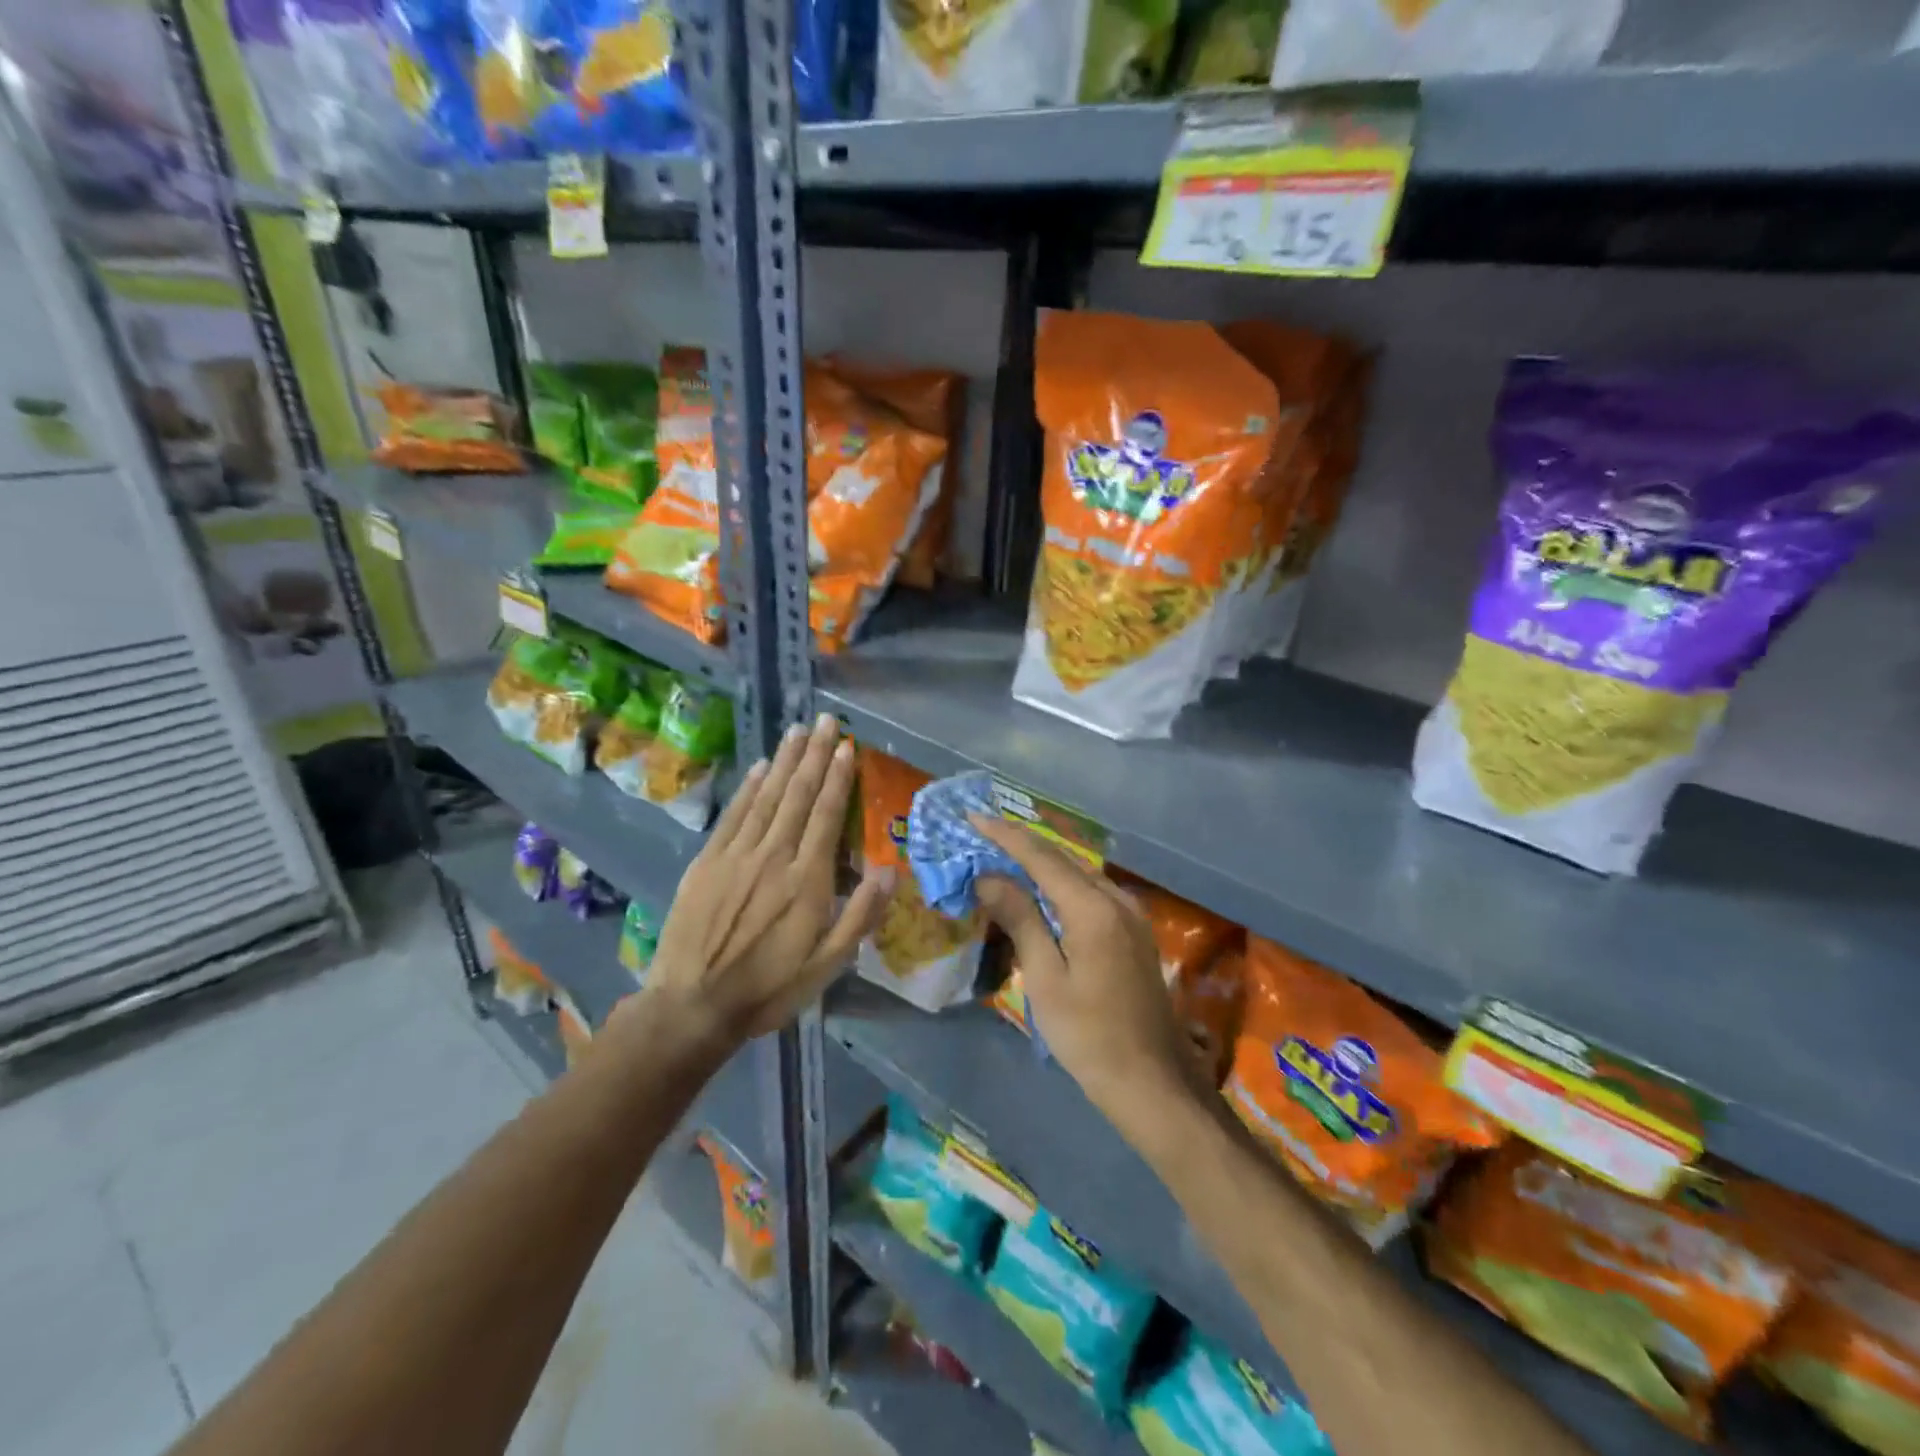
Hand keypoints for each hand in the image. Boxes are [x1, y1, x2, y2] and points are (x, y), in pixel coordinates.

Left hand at [627, 715, 889, 1052]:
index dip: (838, 778)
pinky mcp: (707, 862)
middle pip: (798, 795)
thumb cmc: (769, 988)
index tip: (847, 746)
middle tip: (826, 720)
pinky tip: (759, 767)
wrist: (693, 1006)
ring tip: (798, 730)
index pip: (827, 815)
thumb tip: (890, 869)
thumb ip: (860, 916)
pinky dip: (748, 788)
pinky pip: (733, 815)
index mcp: (807, 880)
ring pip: (767, 796)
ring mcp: (737, 855)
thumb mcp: (827, 966)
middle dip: (814, 755)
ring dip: (784, 761)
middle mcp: (774, 856)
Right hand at [970, 818, 1204, 1135]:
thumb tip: (989, 877)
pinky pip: (1092, 891)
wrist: (1152, 1081)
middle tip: (982, 834)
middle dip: (1021, 844)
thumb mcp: (1046, 978)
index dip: (1005, 836)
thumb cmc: (1089, 1036)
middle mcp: (1117, 899)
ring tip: (1004, 855)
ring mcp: (1131, 914)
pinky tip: (1043, 891)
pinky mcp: (1135, 931)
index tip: (972, 816)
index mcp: (1094, 909)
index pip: (1041, 857)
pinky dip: (1062, 883)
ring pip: (1079, 873)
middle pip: (1062, 859)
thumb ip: (1021, 920)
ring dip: (1042, 862)